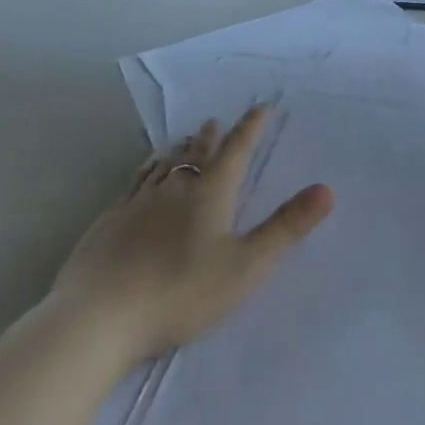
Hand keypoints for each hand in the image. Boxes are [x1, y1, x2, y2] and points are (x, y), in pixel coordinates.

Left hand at [53, 106, 332, 359]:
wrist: (98, 318)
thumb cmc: (182, 292)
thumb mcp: (247, 264)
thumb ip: (286, 227)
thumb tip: (327, 188)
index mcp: (210, 194)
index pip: (236, 150)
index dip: (251, 128)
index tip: (262, 107)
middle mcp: (174, 188)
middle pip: (196, 153)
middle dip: (211, 137)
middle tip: (216, 122)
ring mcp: (136, 203)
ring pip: (163, 165)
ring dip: (178, 150)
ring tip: (183, 141)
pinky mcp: (109, 222)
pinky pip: (135, 182)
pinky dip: (148, 169)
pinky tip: (143, 177)